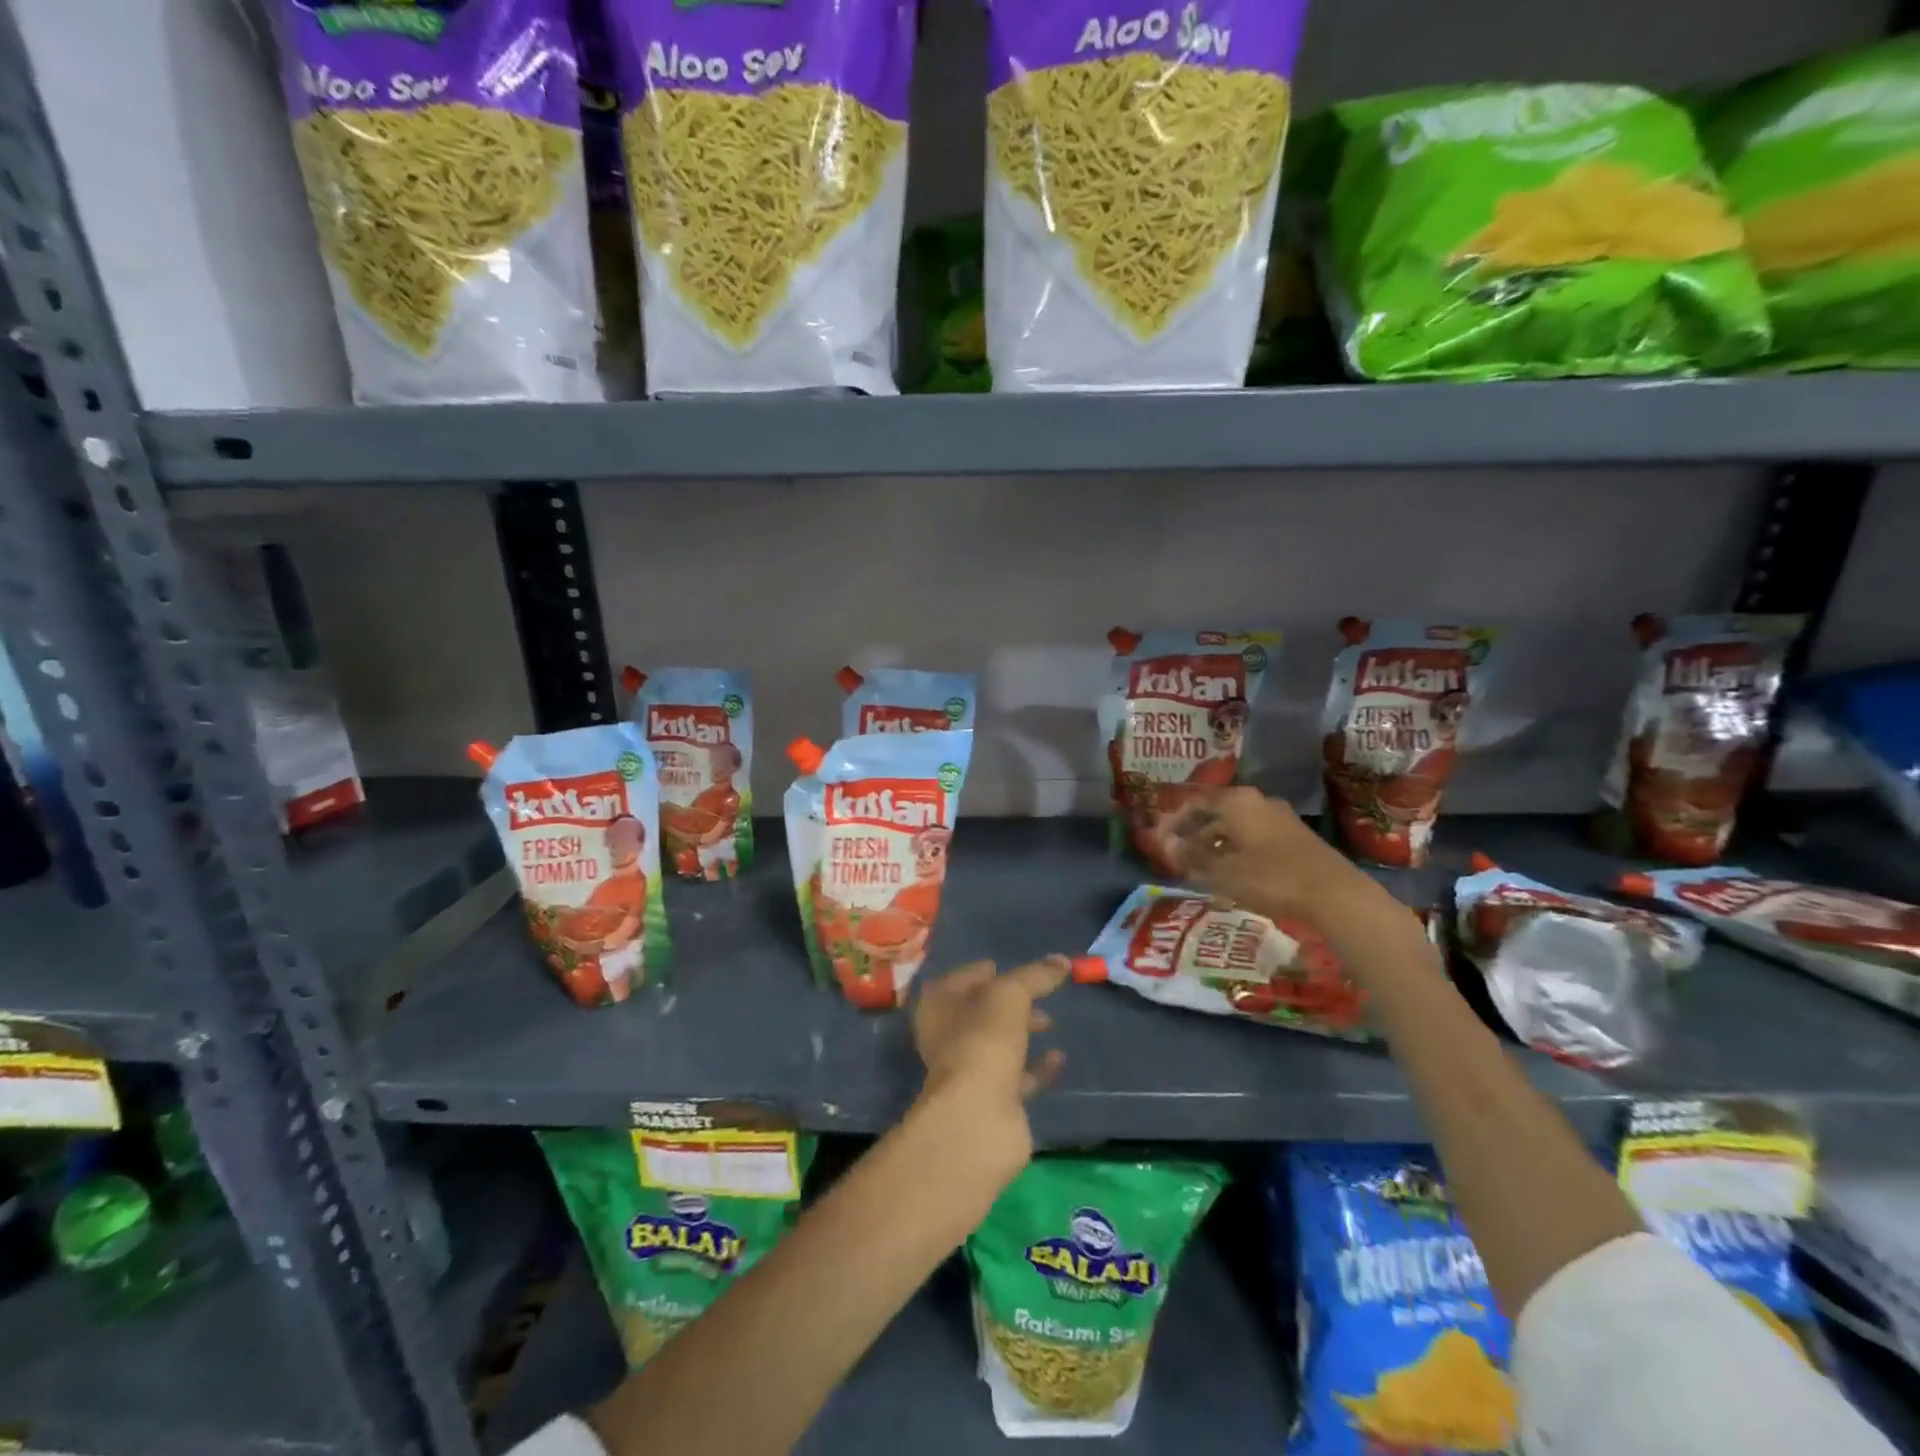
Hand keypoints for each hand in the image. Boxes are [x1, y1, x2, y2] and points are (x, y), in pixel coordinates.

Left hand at [911, 956, 1070, 1151]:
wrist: (979, 1117)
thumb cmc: (984, 1040)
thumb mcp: (1011, 995)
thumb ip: (1035, 976)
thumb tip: (1062, 961)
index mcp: (938, 1007)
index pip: (956, 981)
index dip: (977, 973)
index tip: (1002, 967)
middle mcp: (947, 1038)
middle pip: (979, 1013)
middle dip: (1008, 1003)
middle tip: (1037, 994)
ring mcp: (968, 1072)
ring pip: (998, 1045)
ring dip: (1022, 1033)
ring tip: (1050, 1022)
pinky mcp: (992, 1101)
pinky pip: (1017, 1076)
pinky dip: (1036, 1067)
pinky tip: (1059, 1058)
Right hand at [1166, 786, 1357, 920]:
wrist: (1334, 894)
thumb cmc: (1270, 877)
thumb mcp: (1223, 871)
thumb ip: (1192, 856)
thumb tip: (1166, 845)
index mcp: (1236, 801)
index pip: (1194, 802)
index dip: (1173, 820)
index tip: (1159, 839)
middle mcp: (1257, 801)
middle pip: (1215, 812)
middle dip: (1193, 833)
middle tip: (1177, 855)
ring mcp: (1278, 818)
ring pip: (1235, 826)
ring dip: (1214, 844)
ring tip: (1199, 867)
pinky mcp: (1294, 837)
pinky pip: (1253, 837)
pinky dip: (1235, 850)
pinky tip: (1230, 872)